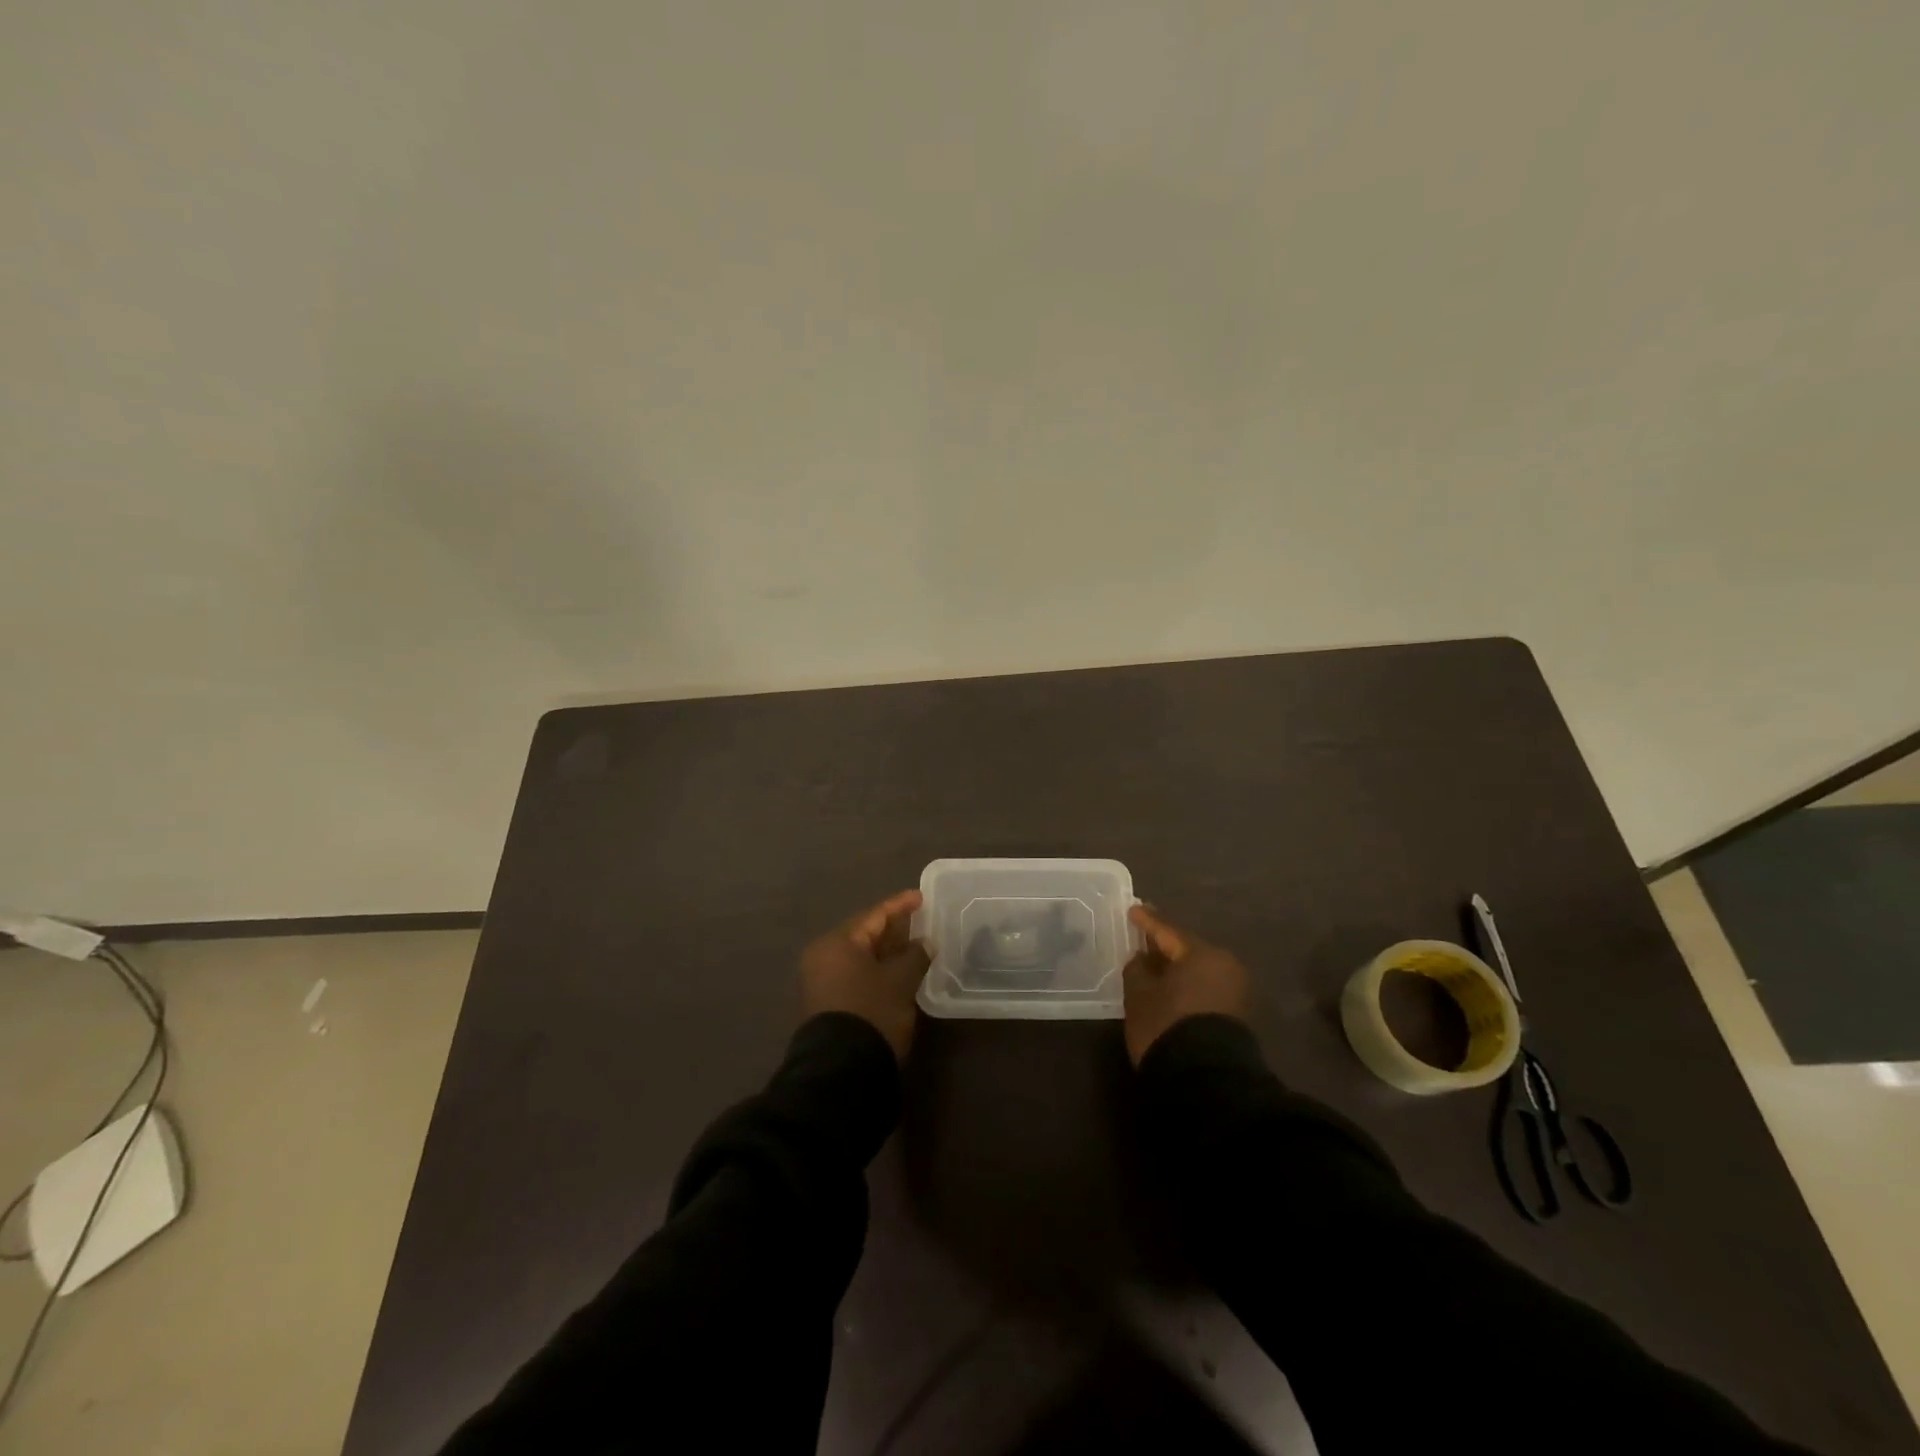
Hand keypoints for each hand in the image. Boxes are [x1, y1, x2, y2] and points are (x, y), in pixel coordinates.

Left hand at [799, 890, 930, 1060]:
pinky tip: (897, 973)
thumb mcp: (900, 981)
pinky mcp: (826, 1004)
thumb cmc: (871, 1012)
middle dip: (892, 929)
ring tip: (914, 947)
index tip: (921, 896)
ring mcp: (821, 982)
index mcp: (837, 943)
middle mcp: (822, 957)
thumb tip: (924, 942)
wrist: (841, 1072)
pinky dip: (876, 970)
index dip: (900, 905)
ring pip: (860, 957)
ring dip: (886, 952)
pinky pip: (855, 975)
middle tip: (920, 921)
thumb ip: (915, 955)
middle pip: (863, 935)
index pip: (874, 916)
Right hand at [1121, 905, 1251, 1065]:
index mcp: (1202, 953)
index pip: (1168, 931)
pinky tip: (1171, 989)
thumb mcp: (1140, 994)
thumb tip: (1142, 958)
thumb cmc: (1167, 1025)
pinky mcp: (1237, 1016)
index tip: (1133, 909)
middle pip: (1187, 950)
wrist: (1206, 1080)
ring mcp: (1235, 992)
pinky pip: (1205, 988)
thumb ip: (1137, 969)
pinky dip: (1187, 985)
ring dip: (1176, 968)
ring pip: (1198, 970)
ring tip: (1154, 966)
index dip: (1147, 921)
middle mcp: (1225, 966)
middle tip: (1144, 937)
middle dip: (1165, 945)